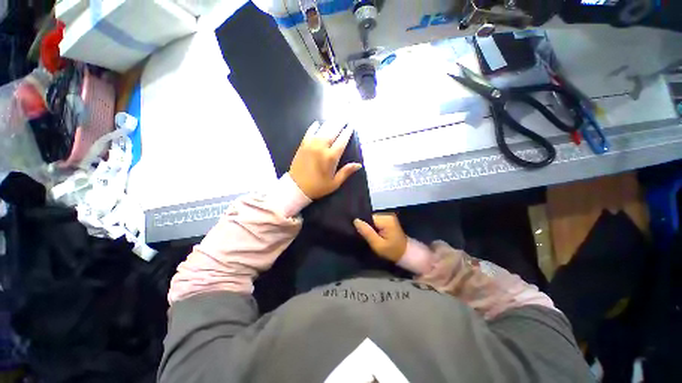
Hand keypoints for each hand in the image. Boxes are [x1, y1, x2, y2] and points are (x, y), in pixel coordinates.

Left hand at [290, 120, 361, 199]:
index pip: (341, 141)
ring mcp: (311, 145)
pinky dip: (314, 127)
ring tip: (335, 119)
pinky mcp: (303, 145)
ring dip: (329, 124)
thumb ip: (346, 172)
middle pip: (332, 132)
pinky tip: (317, 123)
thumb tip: (359, 164)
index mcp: (331, 157)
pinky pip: (309, 133)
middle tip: (345, 118)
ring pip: (322, 130)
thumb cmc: (318, 187)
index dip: (347, 133)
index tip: (351, 127)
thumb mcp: (334, 183)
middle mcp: (321, 148)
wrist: (296, 188)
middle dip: (339, 124)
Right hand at [353, 213, 407, 261]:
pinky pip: (376, 221)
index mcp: (385, 219)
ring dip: (370, 227)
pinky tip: (374, 233)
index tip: (360, 233)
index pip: (368, 217)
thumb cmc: (392, 251)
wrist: (406, 253)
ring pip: (372, 219)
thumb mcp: (378, 245)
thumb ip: (367, 232)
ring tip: (369, 235)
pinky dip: (374, 227)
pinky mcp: (388, 219)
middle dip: (366, 226)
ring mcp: (388, 216)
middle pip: (370, 217)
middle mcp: (387, 214)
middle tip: (365, 236)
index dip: (363, 225)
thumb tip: (356, 220)